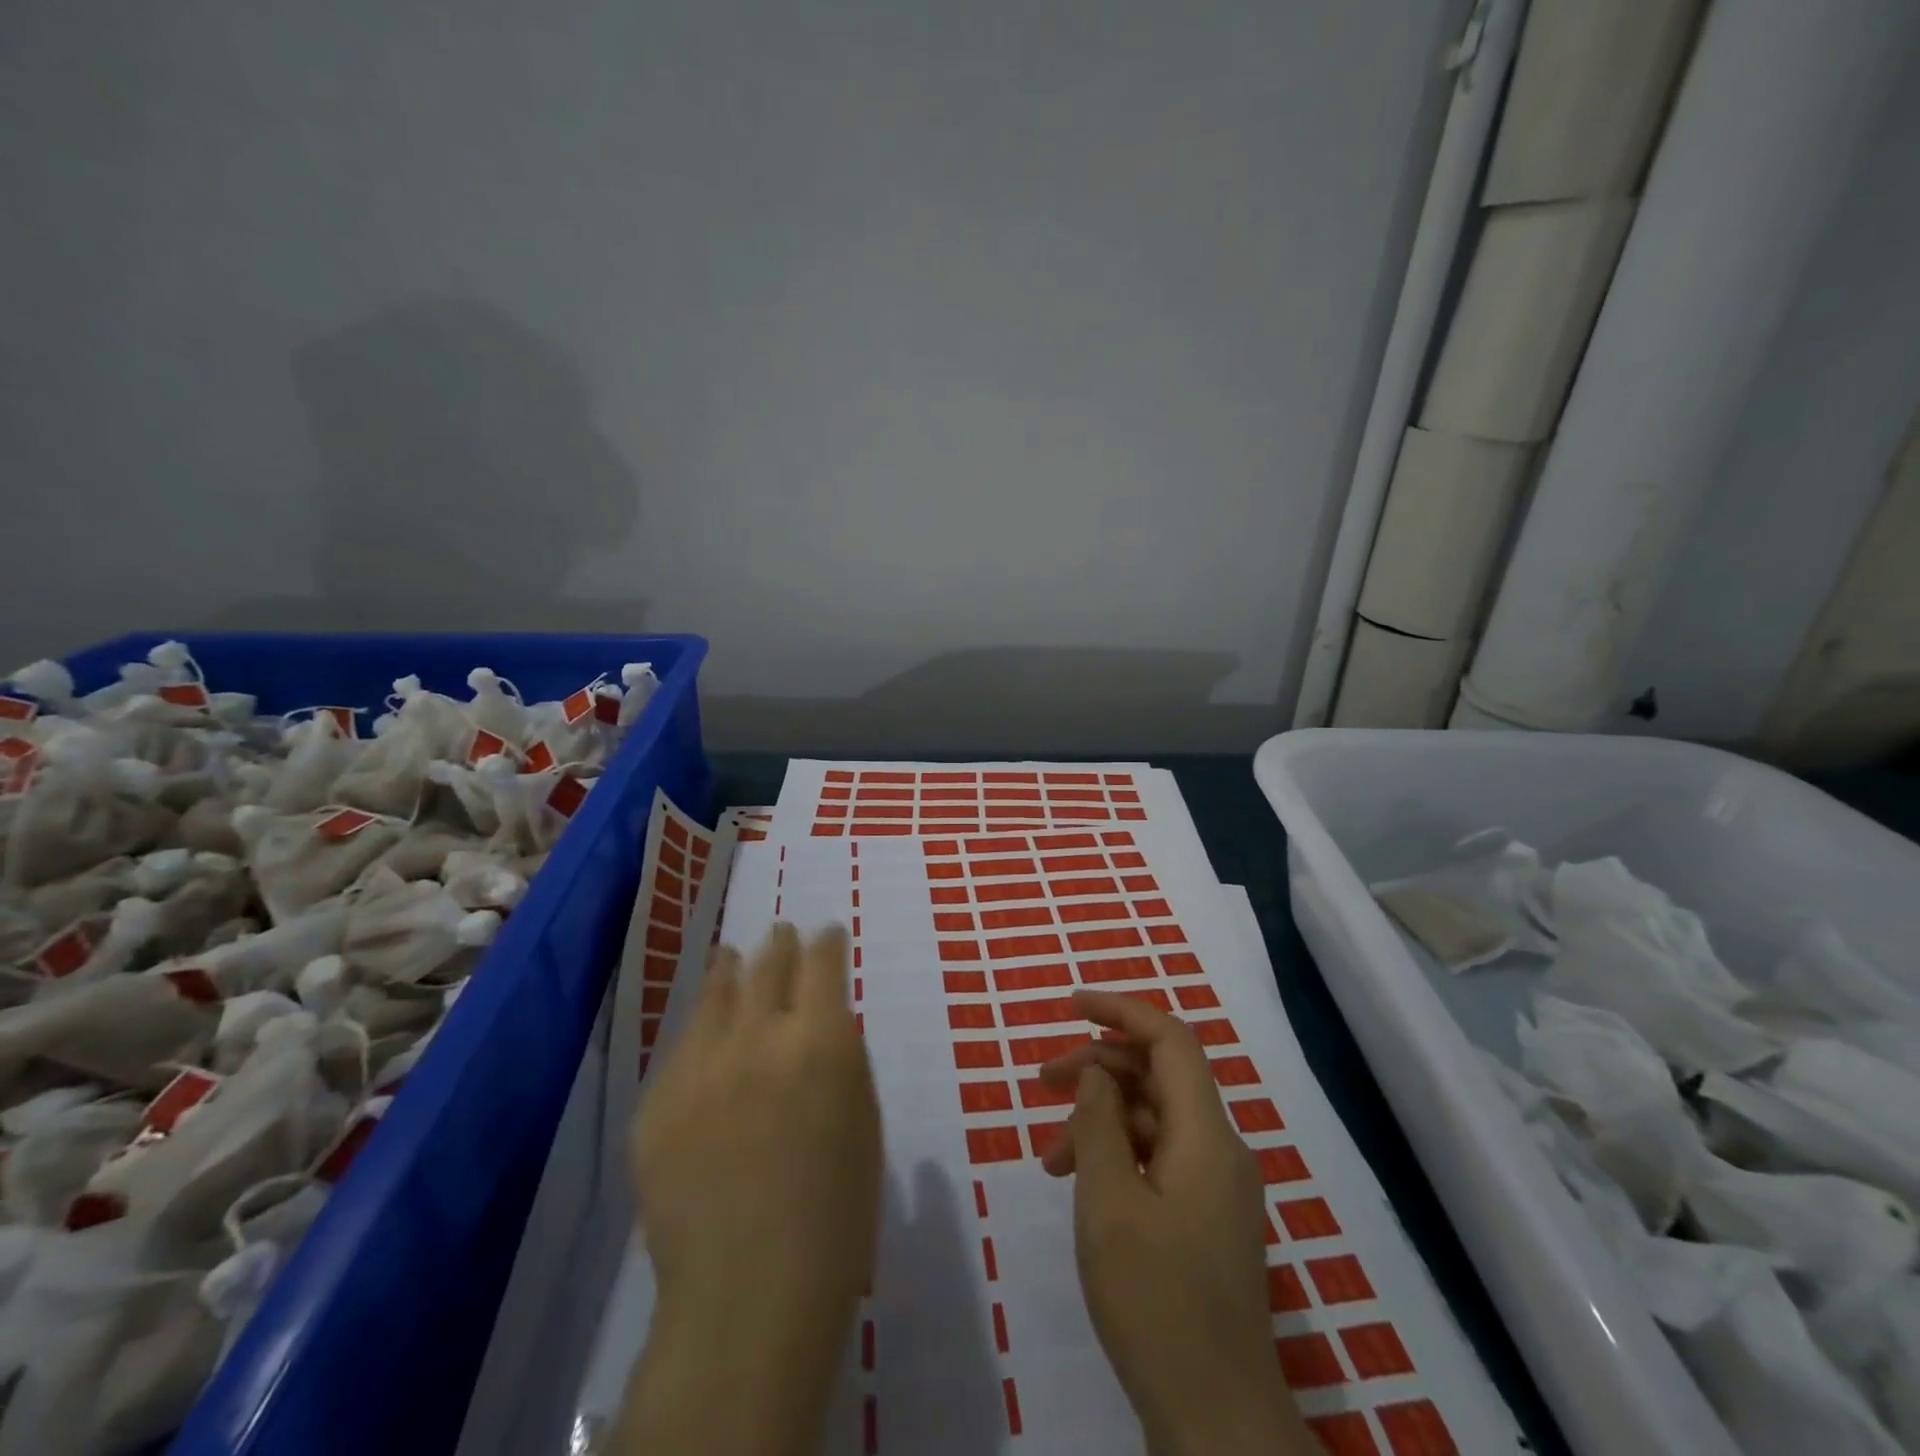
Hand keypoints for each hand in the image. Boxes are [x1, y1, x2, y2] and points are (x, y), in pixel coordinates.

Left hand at [616, 924, 881, 1455]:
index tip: (828, 934)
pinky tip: (703, 1030)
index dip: (827, 942)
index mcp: (819, 1040)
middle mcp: (756, 1037)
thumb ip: (841, 1060)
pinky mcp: (657, 1104)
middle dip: (779, 944)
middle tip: (781, 933)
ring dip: (729, 970)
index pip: (821, 963)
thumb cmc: (836, 1214)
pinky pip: (681, 1050)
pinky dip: (700, 1032)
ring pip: (714, 995)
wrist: (748, 1295)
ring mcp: (699, 1068)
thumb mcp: (862, 1121)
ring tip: (731, 956)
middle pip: (767, 965)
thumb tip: (821, 1025)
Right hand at [1040, 989, 1314, 1455]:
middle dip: (1098, 1067)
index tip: (1071, 1003)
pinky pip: (1161, 1158)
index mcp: (1206, 1135)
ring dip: (1102, 1118)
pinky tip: (1083, 1181)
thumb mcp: (1108, 1203)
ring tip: (1050, 1154)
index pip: (1170, 1039)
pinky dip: (1119, 1154)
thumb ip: (1099, 1124)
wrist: (1217, 1420)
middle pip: (1158, 1076)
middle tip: (1041, 1081)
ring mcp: (1217, 1186)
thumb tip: (1095, 1074)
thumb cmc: (1156, 1302)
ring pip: (1155, 1119)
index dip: (1121, 1010)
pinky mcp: (1207, 1218)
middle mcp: (1220, 1149)